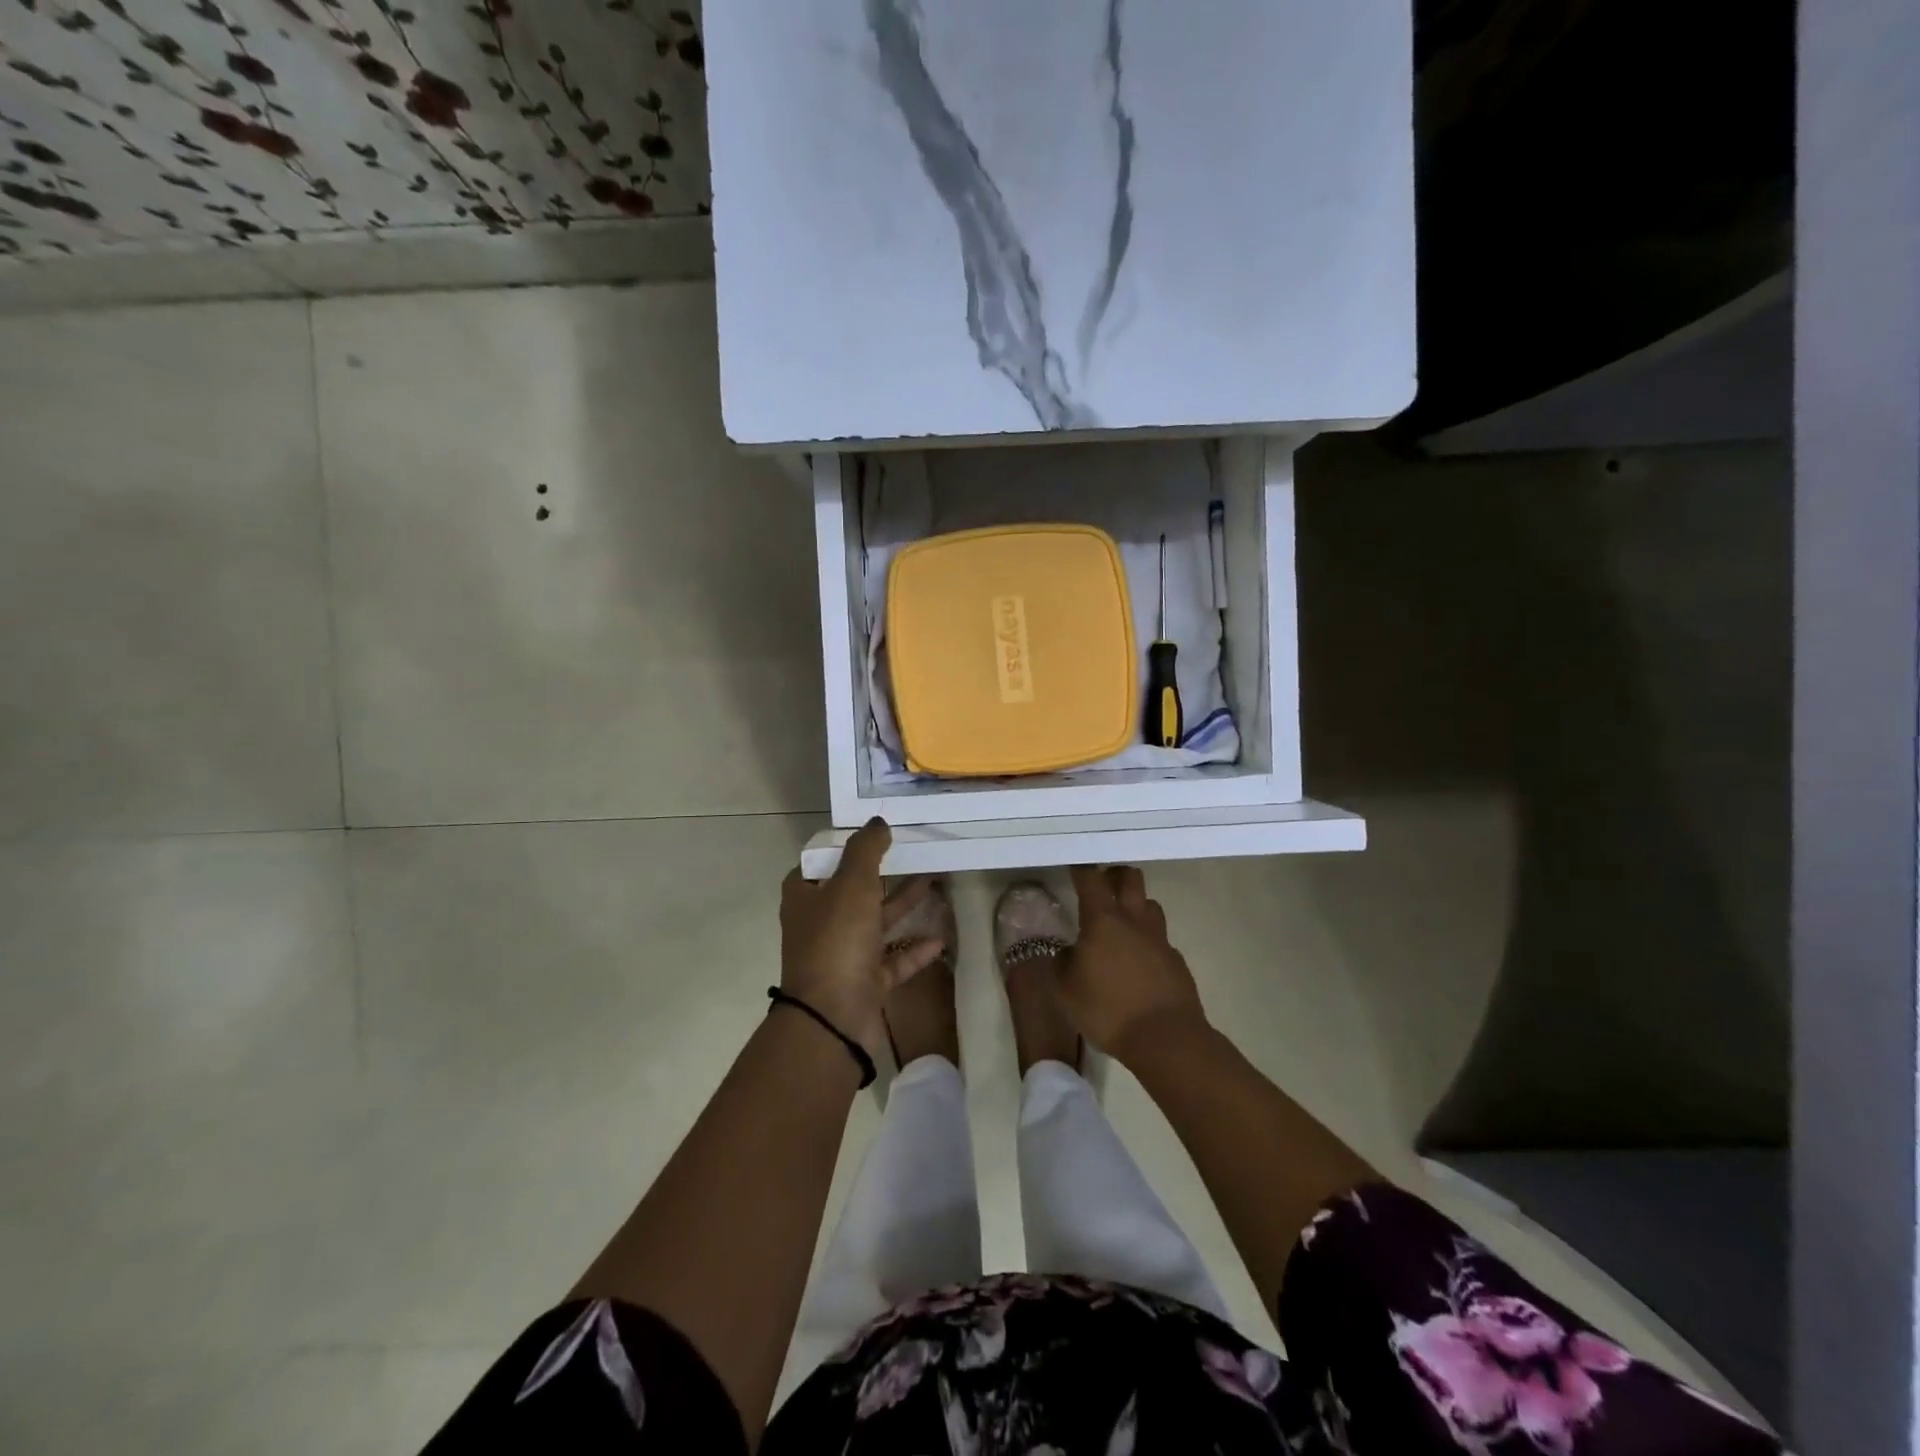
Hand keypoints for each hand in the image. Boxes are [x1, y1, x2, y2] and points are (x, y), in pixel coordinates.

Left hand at [780, 819, 945, 1058]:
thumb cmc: (836, 940)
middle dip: (885, 872)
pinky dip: (914, 949)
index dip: (850, 844)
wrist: (832, 1018)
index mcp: (805, 895)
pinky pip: (893, 960)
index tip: (881, 831)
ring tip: (935, 882)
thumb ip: (866, 850)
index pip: (824, 860)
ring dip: (904, 904)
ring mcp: (843, 954)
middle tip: (915, 851)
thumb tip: (878, 822)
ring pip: (877, 922)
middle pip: (855, 889)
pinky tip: (941, 938)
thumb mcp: (851, 884)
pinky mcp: (864, 981)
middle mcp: (820, 922)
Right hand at [1062, 865, 1209, 1064]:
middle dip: (1114, 875)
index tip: (1074, 865)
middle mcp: (1134, 920)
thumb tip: (1069, 952)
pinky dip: (1148, 941)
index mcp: (1103, 920)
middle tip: (1102, 885)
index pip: (1091, 879)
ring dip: (1135, 905)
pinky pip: (1160, 939)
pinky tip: (1138, 962)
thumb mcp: (1066, 990)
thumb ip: (1062, 963)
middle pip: (1130, 878)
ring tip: (1121, 923)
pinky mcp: (1176, 961)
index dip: (1081, 869)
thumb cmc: (1108, 1010)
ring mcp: (1160, 939)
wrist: (1166, 1039)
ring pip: (1149, 904)